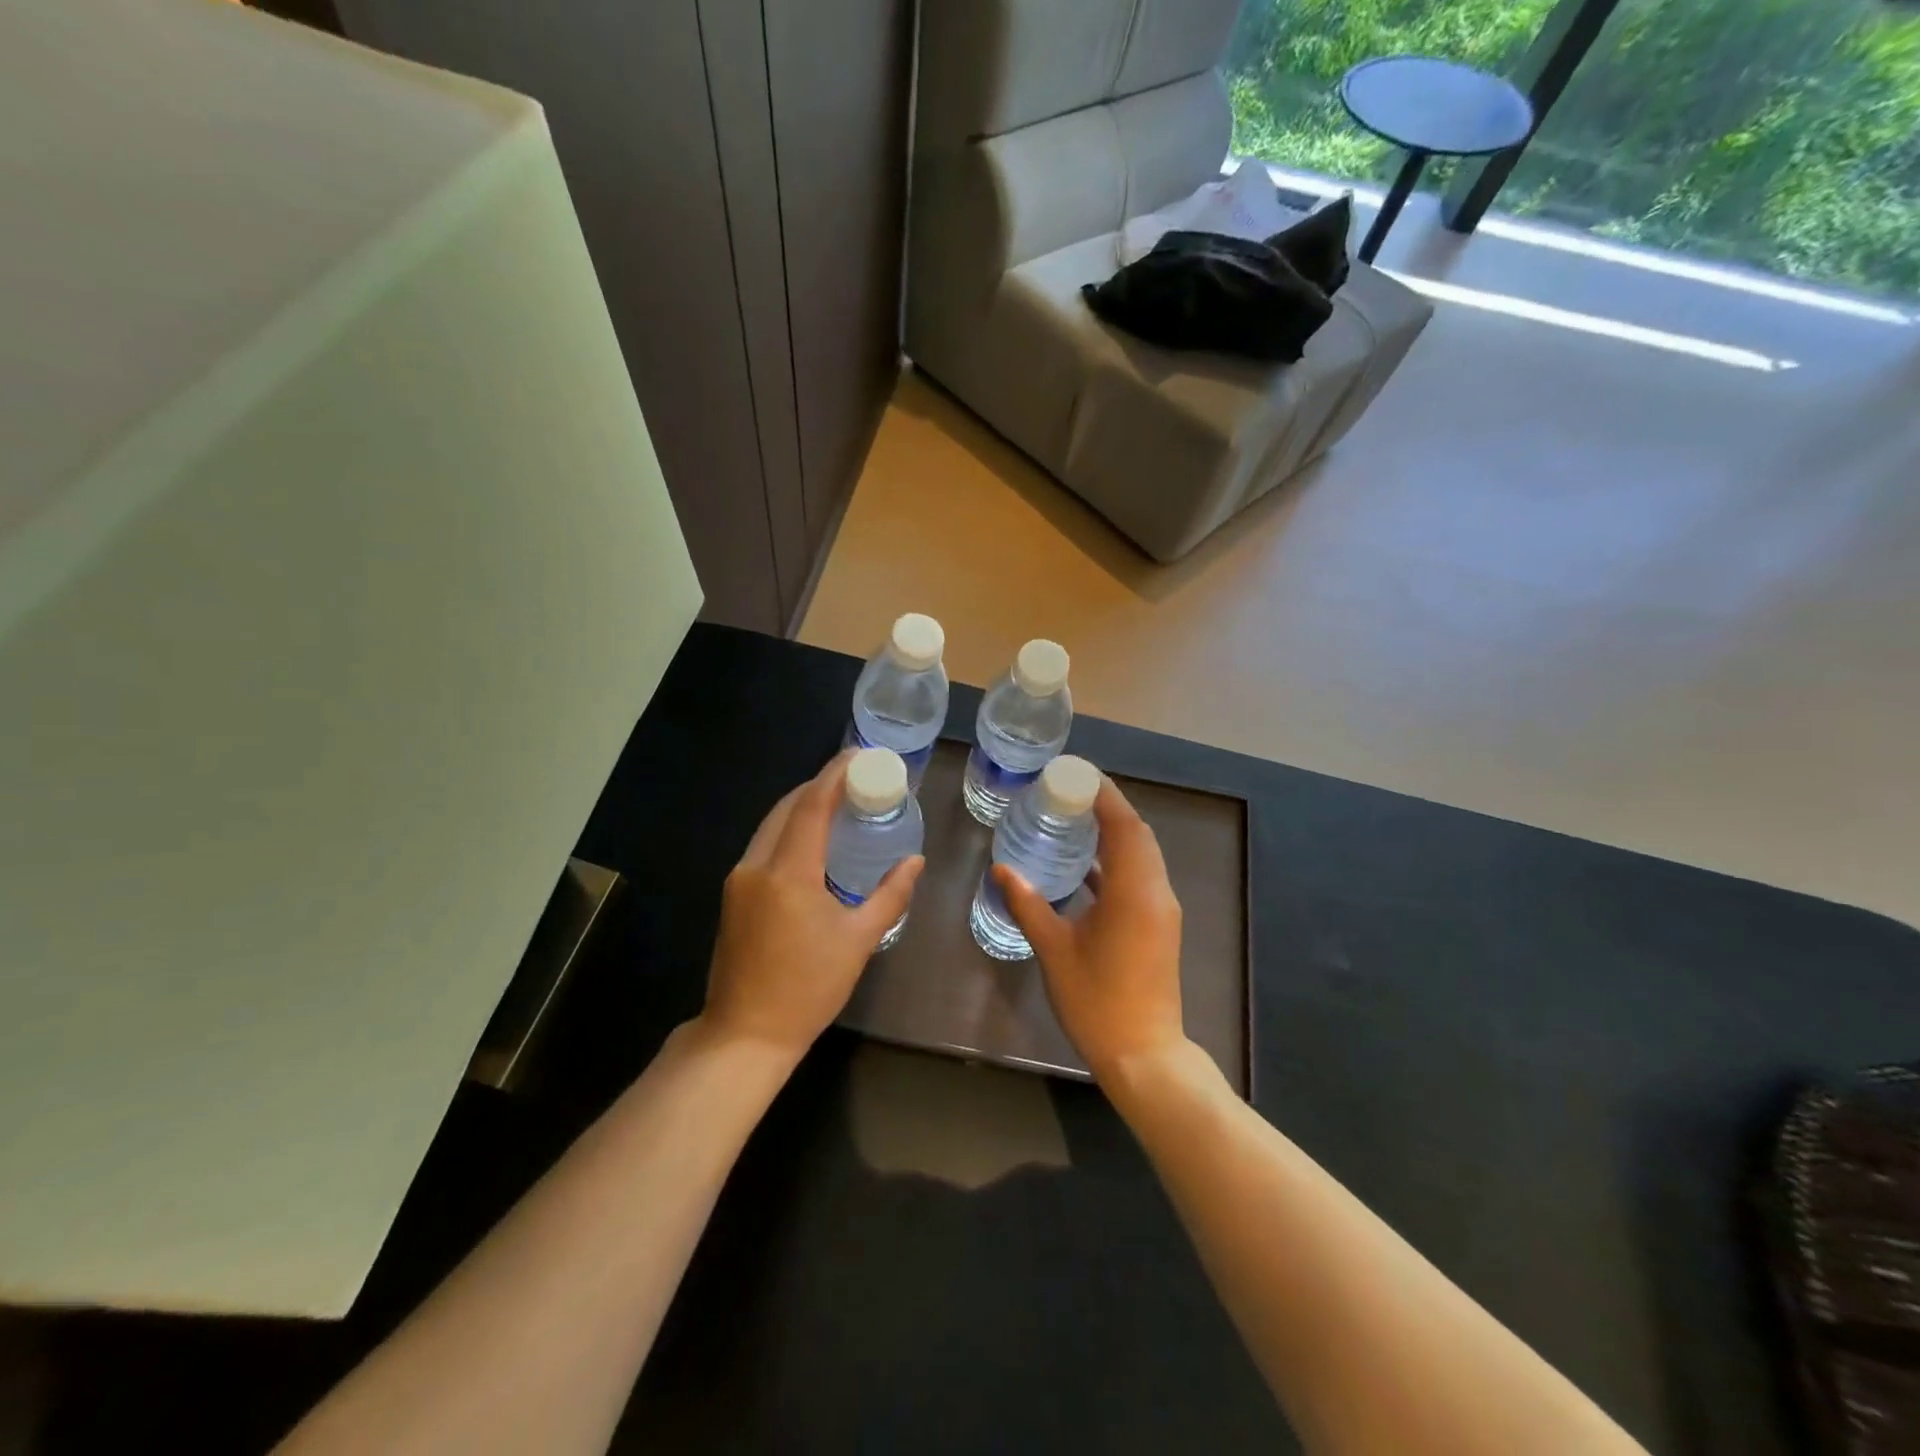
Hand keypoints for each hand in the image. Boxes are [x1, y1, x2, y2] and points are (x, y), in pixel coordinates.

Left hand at [699, 751, 924, 1061]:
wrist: (745, 1034)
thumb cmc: (808, 988)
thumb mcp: (859, 941)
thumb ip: (890, 895)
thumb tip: (915, 862)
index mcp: (789, 872)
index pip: (812, 805)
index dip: (836, 774)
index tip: (861, 755)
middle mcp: (757, 865)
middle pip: (788, 807)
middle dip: (821, 785)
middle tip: (857, 777)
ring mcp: (739, 879)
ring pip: (771, 824)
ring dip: (803, 805)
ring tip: (839, 800)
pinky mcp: (733, 894)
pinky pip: (764, 844)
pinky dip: (789, 829)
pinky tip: (812, 837)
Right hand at [993, 776, 1186, 1081]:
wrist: (1143, 1054)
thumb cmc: (1097, 1001)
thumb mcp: (1054, 950)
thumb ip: (1028, 905)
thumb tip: (1001, 869)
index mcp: (1133, 891)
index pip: (1124, 825)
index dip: (1104, 795)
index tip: (1076, 774)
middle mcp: (1155, 892)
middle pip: (1137, 833)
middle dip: (1108, 807)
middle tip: (1069, 791)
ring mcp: (1160, 909)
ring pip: (1142, 854)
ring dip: (1115, 831)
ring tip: (1075, 817)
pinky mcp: (1158, 924)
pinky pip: (1140, 875)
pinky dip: (1117, 860)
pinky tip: (1085, 864)